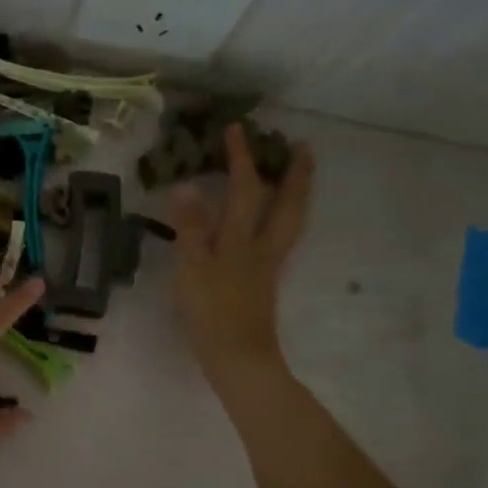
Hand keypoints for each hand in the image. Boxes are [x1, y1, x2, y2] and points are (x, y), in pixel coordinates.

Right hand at [170, 124, 313, 386]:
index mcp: (241, 241)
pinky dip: (285, 219)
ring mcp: (268, 266)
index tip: (237, 128)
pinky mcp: (265, 282)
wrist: (238, 359)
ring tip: (297, 176)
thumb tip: (186, 184)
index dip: (240, 159)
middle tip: (300, 146)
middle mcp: (262, 248)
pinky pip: (282, 238)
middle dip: (294, 173)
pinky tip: (275, 222)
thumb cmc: (211, 315)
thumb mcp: (192, 269)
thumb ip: (190, 228)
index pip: (244, 190)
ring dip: (296, 194)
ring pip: (290, 222)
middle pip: (286, 204)